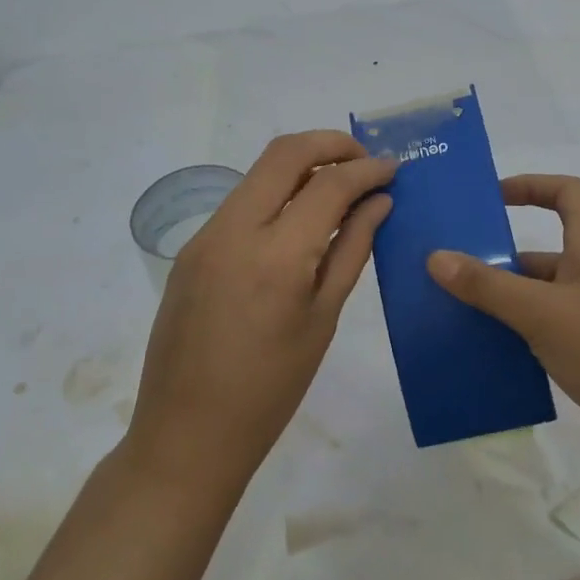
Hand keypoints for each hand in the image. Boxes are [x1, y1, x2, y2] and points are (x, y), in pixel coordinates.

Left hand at [126, 131, 394, 495]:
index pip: (328, 184)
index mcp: (275, 255)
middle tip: (364, 162)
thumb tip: (378, 202)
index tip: (393, 169)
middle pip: (284, 153)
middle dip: (330, 144)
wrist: (186, 435)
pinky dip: (276, 195)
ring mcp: (205, 236)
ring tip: (339, 187)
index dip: (366, 169)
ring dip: (302, 166)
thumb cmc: (270, 390)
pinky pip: (240, 202)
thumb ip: (352, 250)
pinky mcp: (191, 249)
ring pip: (259, 173)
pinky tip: (299, 221)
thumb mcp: (323, 319)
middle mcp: (233, 230)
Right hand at [427, 174, 579, 505]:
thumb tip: (435, 256)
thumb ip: (488, 286)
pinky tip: (488, 362)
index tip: (489, 199)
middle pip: (545, 253)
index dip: (530, 185)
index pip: (567, 194)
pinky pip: (551, 339)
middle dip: (499, 260)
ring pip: (544, 301)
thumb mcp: (544, 313)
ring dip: (505, 306)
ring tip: (454, 318)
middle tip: (448, 273)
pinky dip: (521, 343)